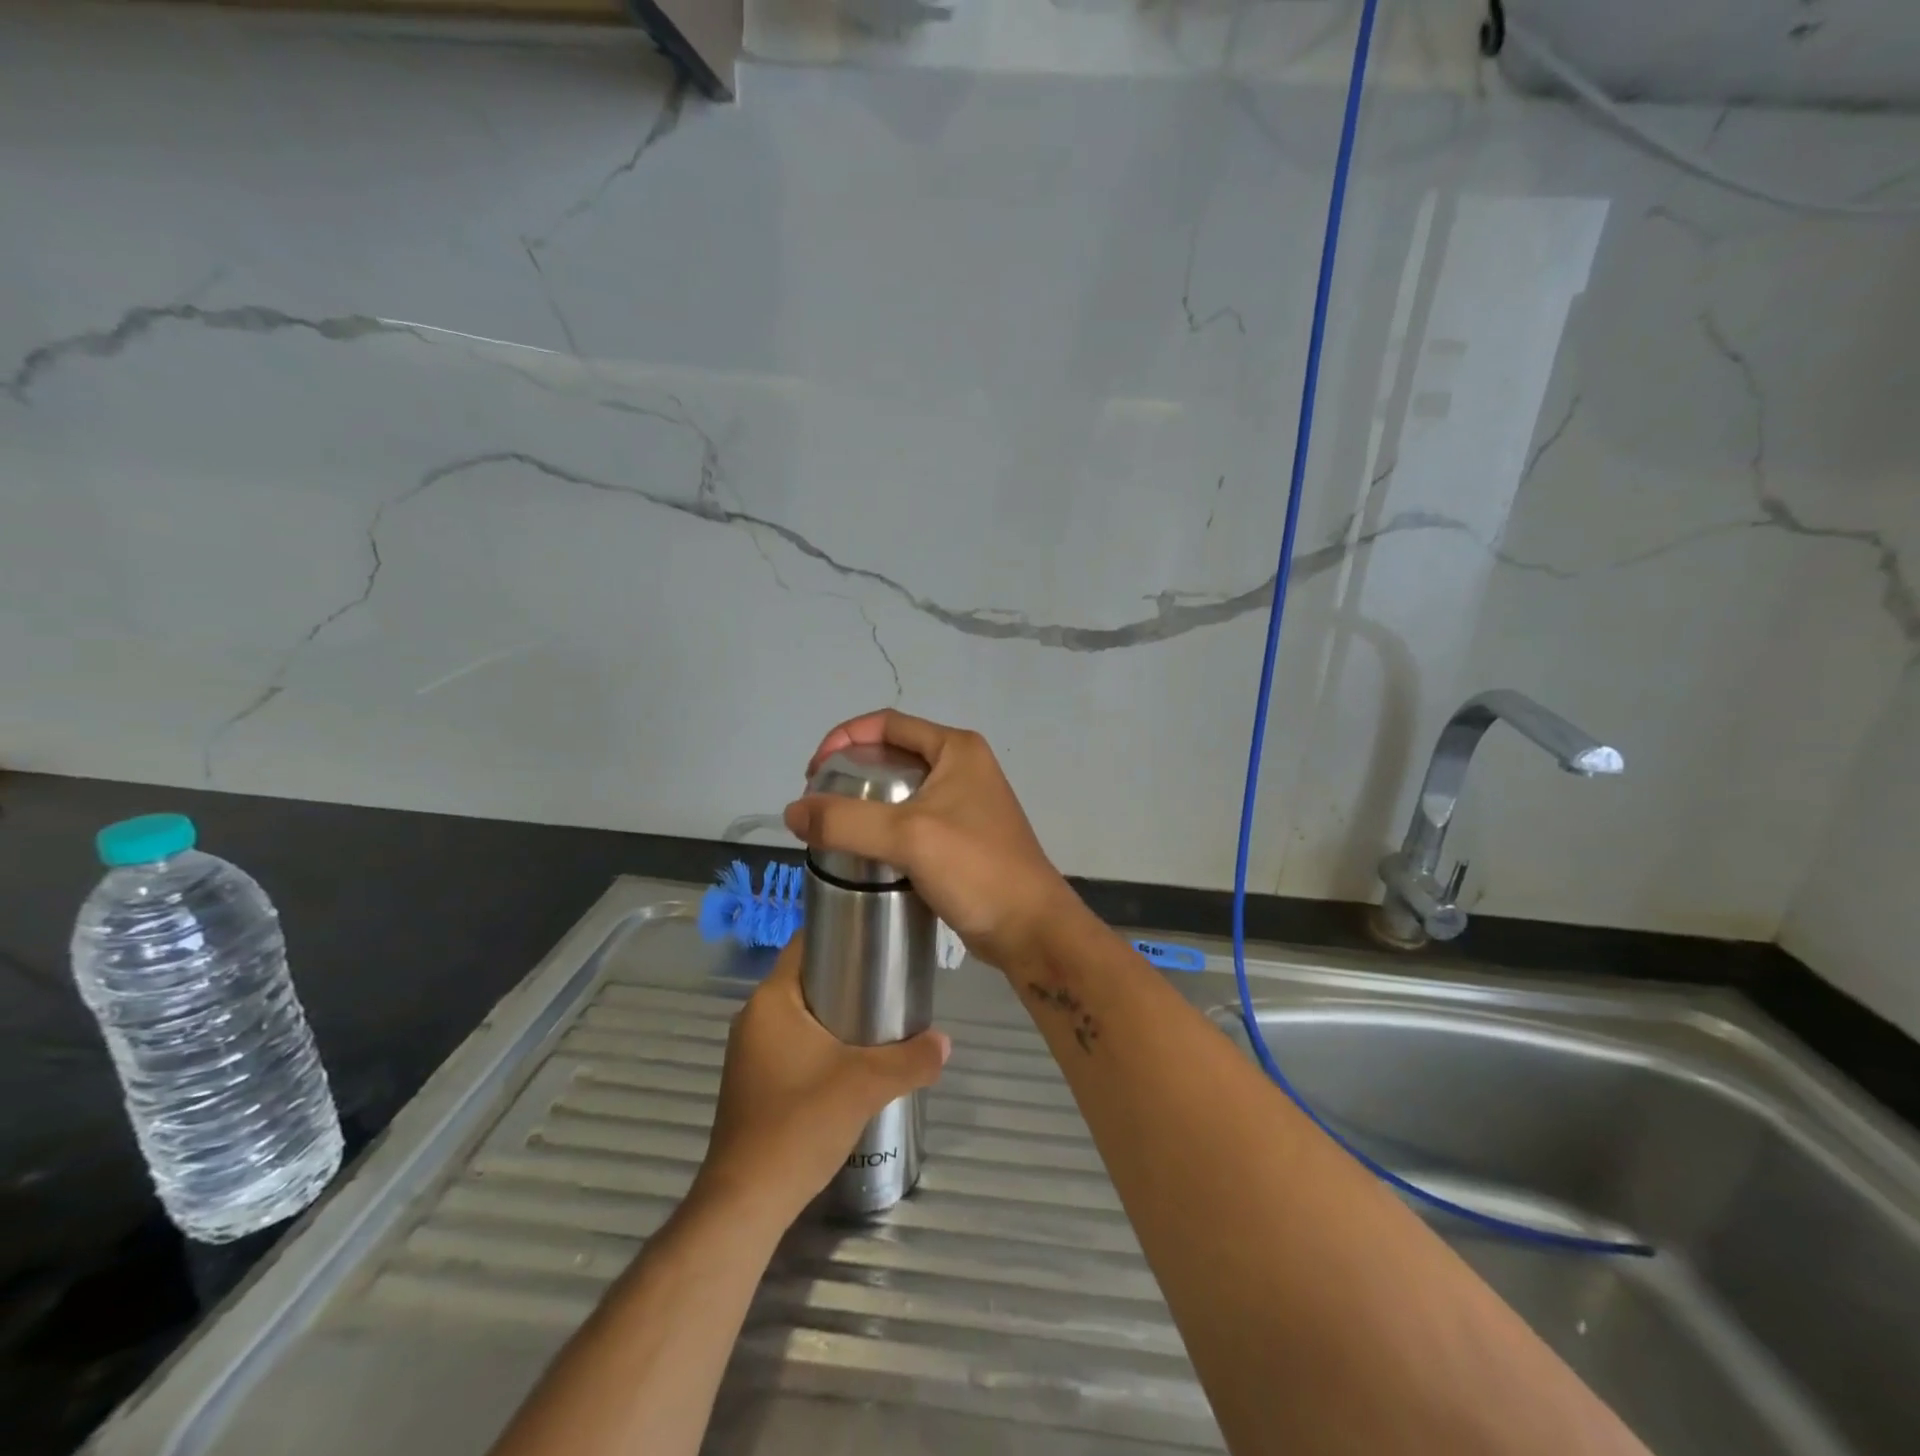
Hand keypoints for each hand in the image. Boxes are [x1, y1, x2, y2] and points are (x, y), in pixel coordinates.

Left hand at [694, 941, 949, 1228]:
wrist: (748, 1202)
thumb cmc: (799, 1124)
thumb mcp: (866, 1085)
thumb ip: (911, 1059)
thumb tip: (945, 1042)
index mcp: (771, 1000)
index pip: (805, 943)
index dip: (841, 932)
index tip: (879, 936)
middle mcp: (754, 1017)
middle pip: (807, 979)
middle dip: (849, 976)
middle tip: (892, 980)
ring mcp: (751, 1052)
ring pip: (802, 1015)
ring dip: (837, 1013)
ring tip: (882, 1018)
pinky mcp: (755, 1082)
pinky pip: (794, 1043)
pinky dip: (822, 1042)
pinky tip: (853, 1061)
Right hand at [783, 709, 1079, 971]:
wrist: (1029, 928)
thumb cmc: (976, 869)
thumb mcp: (908, 837)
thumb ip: (846, 822)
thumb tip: (792, 813)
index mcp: (956, 749)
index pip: (887, 724)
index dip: (844, 738)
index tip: (813, 772)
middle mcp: (963, 766)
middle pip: (893, 753)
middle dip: (852, 771)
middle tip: (819, 802)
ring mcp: (965, 803)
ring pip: (902, 789)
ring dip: (866, 801)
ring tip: (833, 827)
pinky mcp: (961, 836)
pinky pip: (913, 819)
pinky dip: (884, 826)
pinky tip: (863, 850)